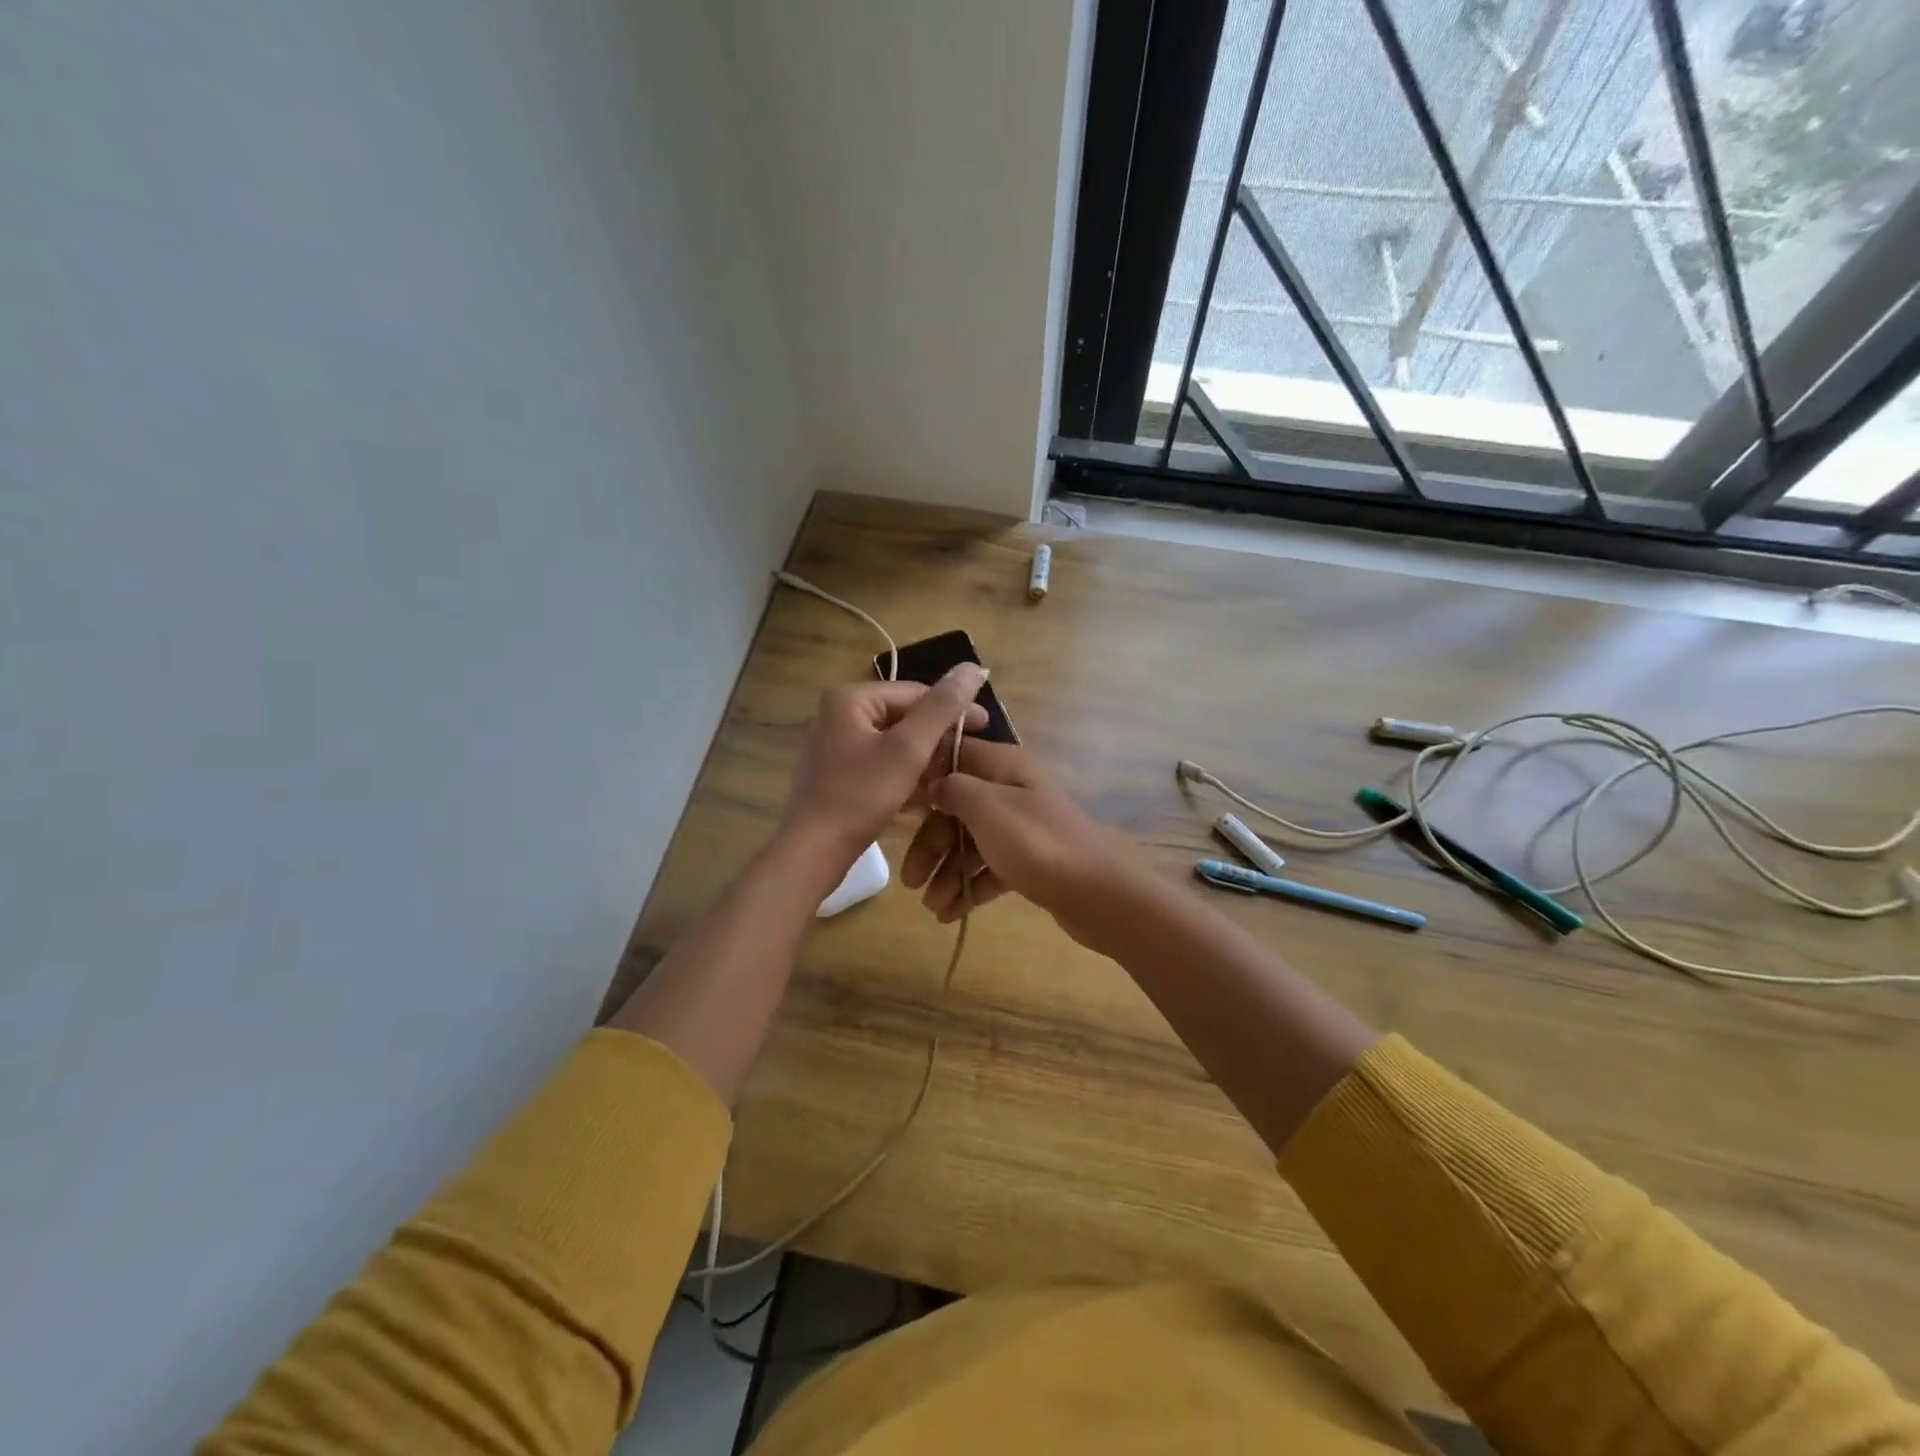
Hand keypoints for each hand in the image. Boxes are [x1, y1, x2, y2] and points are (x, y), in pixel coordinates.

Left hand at [780, 666, 988, 873]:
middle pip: (905, 717)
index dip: (954, 707)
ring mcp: (838, 747)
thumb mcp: (908, 749)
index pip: (915, 692)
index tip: (988, 726)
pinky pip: (882, 765)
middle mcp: (840, 716)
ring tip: (956, 777)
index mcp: (851, 699)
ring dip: (926, 759)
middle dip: (939, 737)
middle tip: (971, 757)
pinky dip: (907, 776)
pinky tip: (931, 794)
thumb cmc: (860, 796)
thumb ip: (942, 707)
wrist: (813, 852)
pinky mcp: (841, 776)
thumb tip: (973, 667)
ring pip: (895, 744)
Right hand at [901, 739, 1146, 939]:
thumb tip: (933, 783)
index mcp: (1004, 767)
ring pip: (970, 842)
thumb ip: (953, 788)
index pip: (954, 756)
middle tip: (910, 881)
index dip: (923, 777)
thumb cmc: (1037, 843)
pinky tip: (951, 914)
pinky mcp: (1028, 861)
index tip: (894, 805)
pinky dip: (970, 887)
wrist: (1100, 894)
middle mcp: (1011, 791)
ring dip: (947, 871)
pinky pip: (989, 868)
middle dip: (931, 843)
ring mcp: (1021, 828)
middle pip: (957, 808)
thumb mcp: (986, 807)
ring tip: (932, 906)